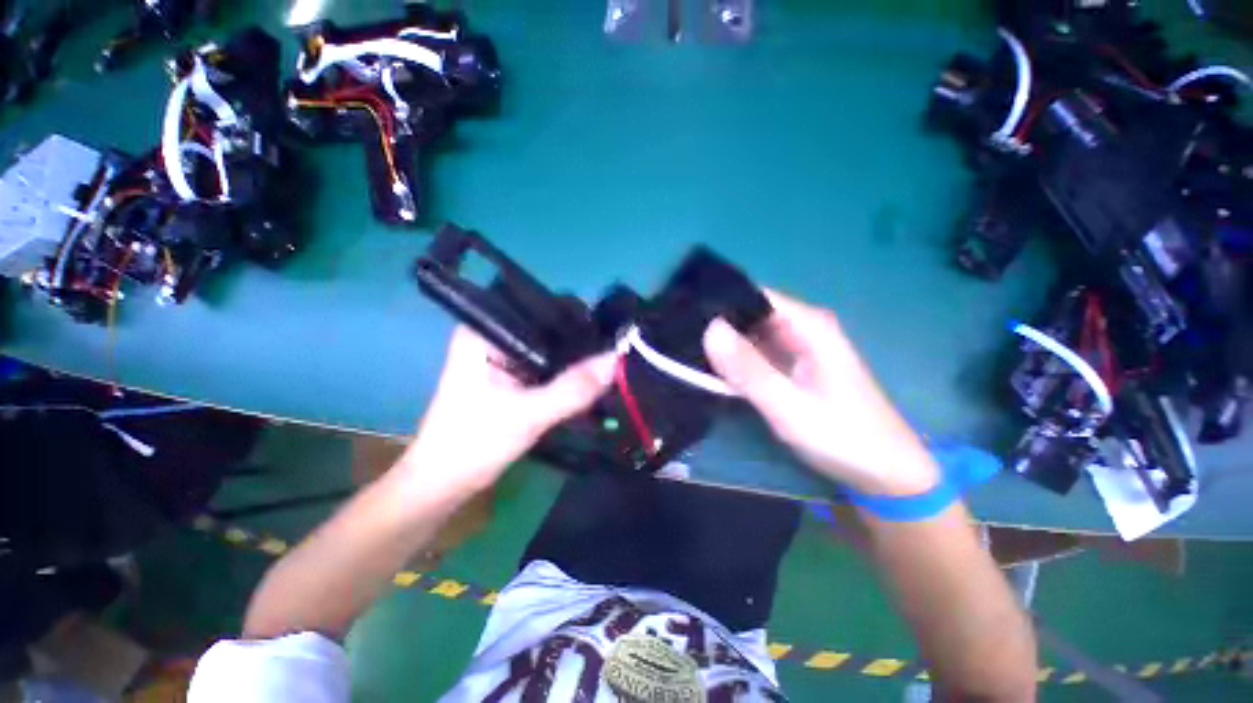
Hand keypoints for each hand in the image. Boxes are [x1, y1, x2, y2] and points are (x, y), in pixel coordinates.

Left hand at [399, 326, 616, 496]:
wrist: (443, 485)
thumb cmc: (472, 444)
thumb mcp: (528, 415)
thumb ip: (573, 388)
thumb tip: (616, 360)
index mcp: (486, 331)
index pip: (541, 308)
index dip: (577, 318)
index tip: (611, 332)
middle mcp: (494, 336)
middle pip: (548, 329)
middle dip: (580, 341)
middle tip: (616, 350)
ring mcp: (503, 357)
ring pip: (549, 349)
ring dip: (575, 359)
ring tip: (610, 361)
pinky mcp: (511, 377)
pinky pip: (546, 367)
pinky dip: (566, 374)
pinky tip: (590, 377)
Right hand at [703, 290, 939, 495]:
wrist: (885, 475)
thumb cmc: (843, 437)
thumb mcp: (789, 405)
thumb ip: (748, 368)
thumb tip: (709, 329)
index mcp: (808, 325)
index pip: (755, 295)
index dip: (719, 301)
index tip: (683, 314)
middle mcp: (801, 329)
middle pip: (749, 314)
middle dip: (716, 325)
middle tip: (676, 337)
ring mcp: (796, 349)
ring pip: (750, 335)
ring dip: (722, 344)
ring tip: (683, 350)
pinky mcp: (790, 368)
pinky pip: (755, 355)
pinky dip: (734, 361)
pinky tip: (709, 368)